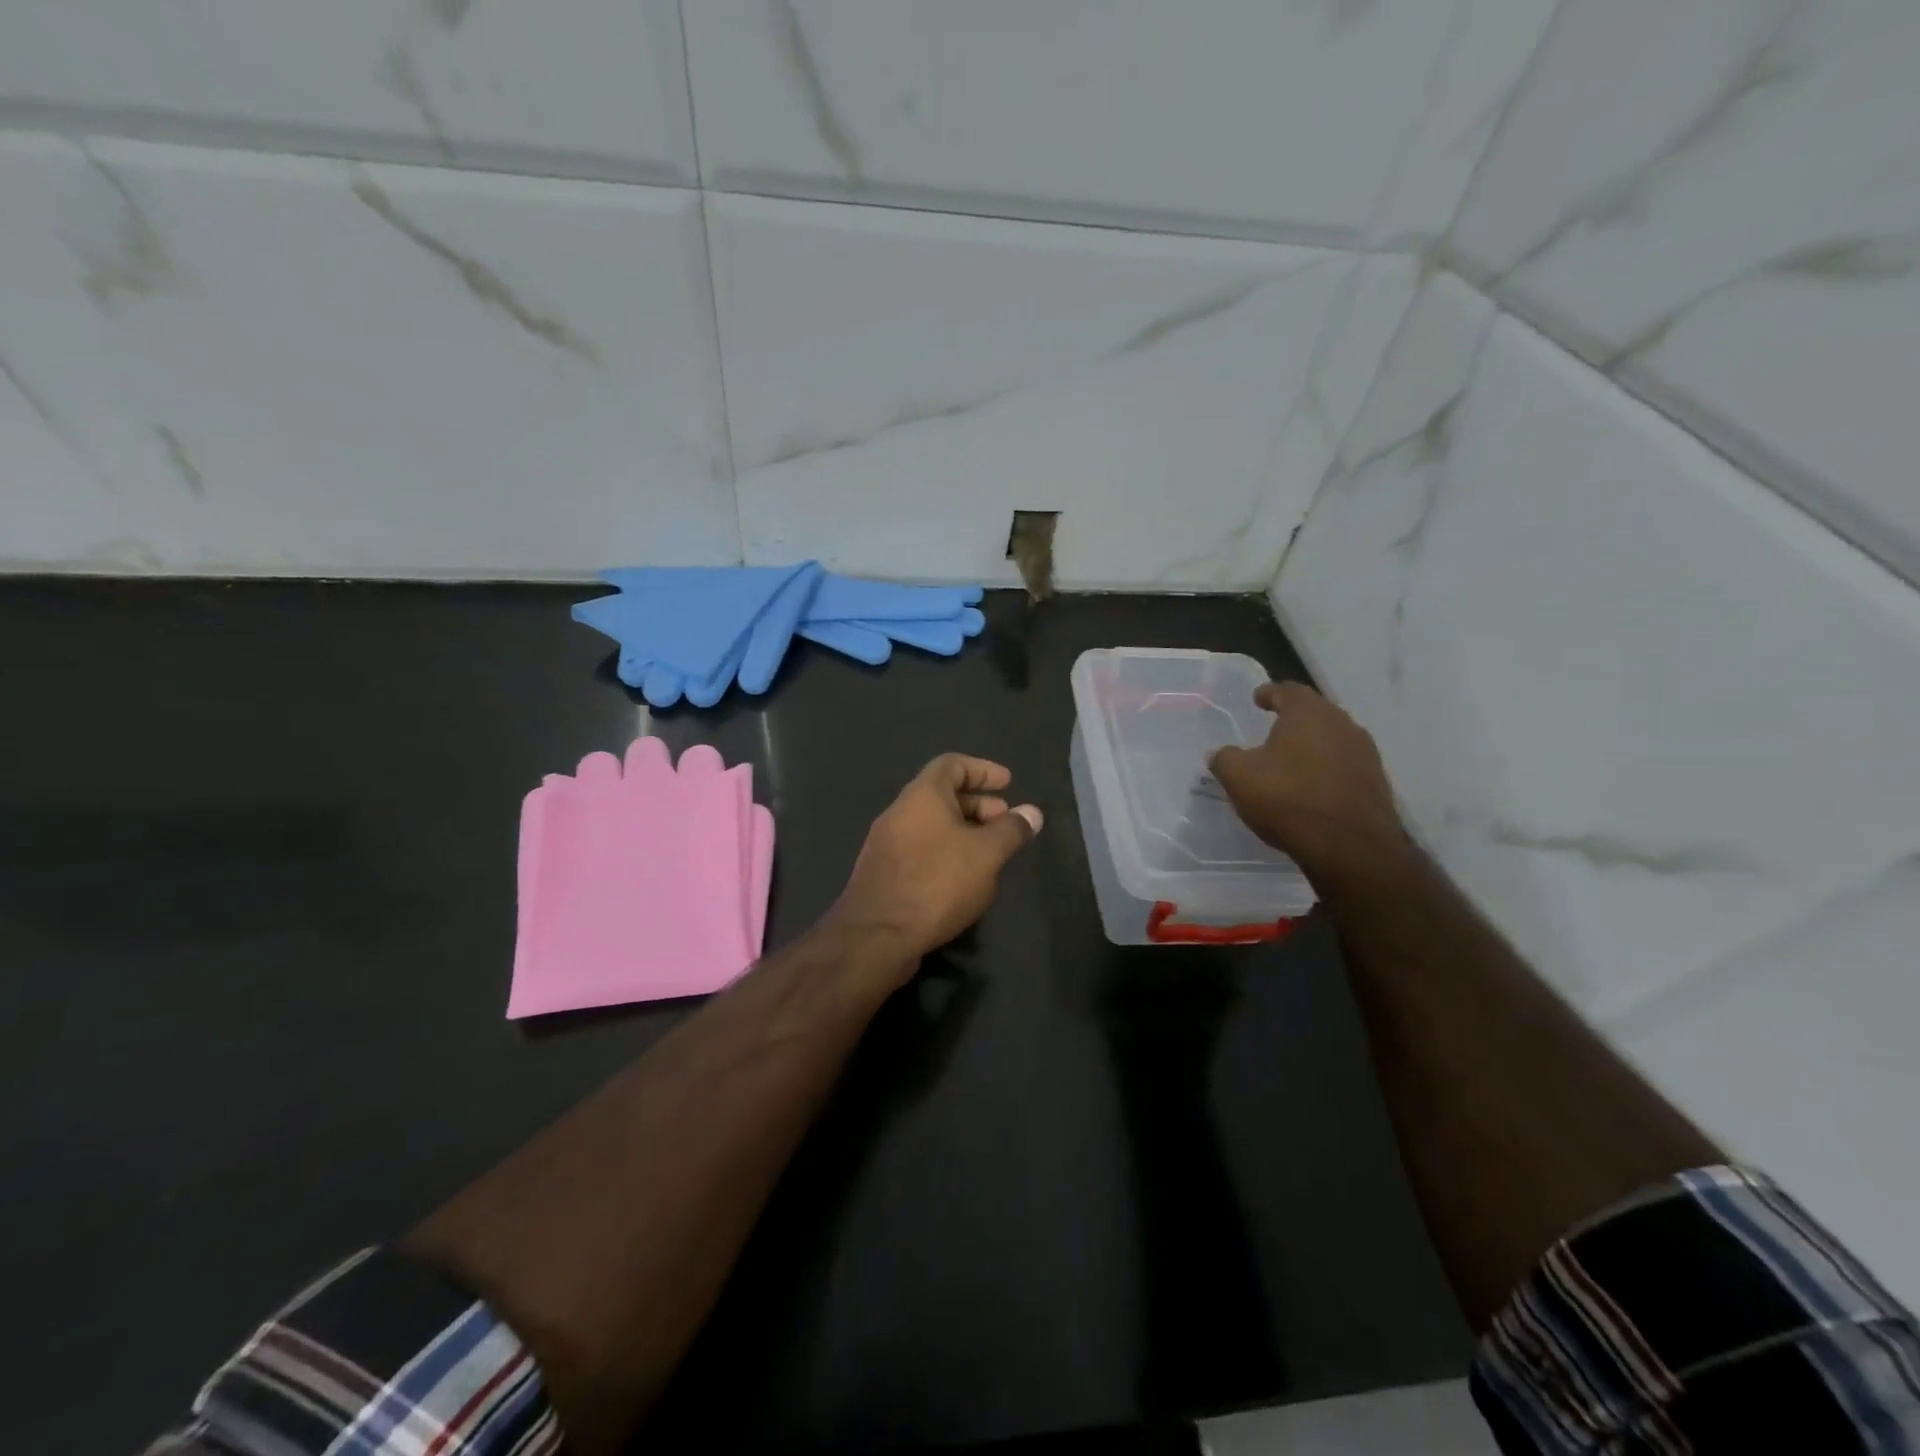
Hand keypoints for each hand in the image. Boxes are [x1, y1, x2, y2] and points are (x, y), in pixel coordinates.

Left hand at [826, 754, 1042, 974]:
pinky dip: (945, 851)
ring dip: (963, 830)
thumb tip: (1031, 812)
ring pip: (931, 824)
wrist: (876, 936)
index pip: (952, 764)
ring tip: (990, 854)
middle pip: (942, 794)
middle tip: (1005, 823)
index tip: (1009, 783)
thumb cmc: (937, 883)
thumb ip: (1011, 830)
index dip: (983, 770)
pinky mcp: (882, 871)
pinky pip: (920, 848)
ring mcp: (886, 842)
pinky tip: (962, 879)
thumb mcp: (986, 854)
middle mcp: (899, 811)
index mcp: (922, 795)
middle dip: (978, 804)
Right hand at [1209, 682, 1408, 882]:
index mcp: (1308, 713)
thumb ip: (1225, 758)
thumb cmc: (1288, 799)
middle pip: (1314, 712)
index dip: (1269, 693)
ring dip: (1312, 745)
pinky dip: (1326, 768)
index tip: (1257, 699)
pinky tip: (1311, 786)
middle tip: (1272, 728)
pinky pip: (1344, 764)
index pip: (1288, 690)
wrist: (1350, 845)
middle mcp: (1342, 723)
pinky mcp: (1375, 781)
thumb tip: (1221, 753)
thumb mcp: (1238, 777)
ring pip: (1332, 738)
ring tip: (1291, 760)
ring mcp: (1364, 752)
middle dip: (1293, 718)